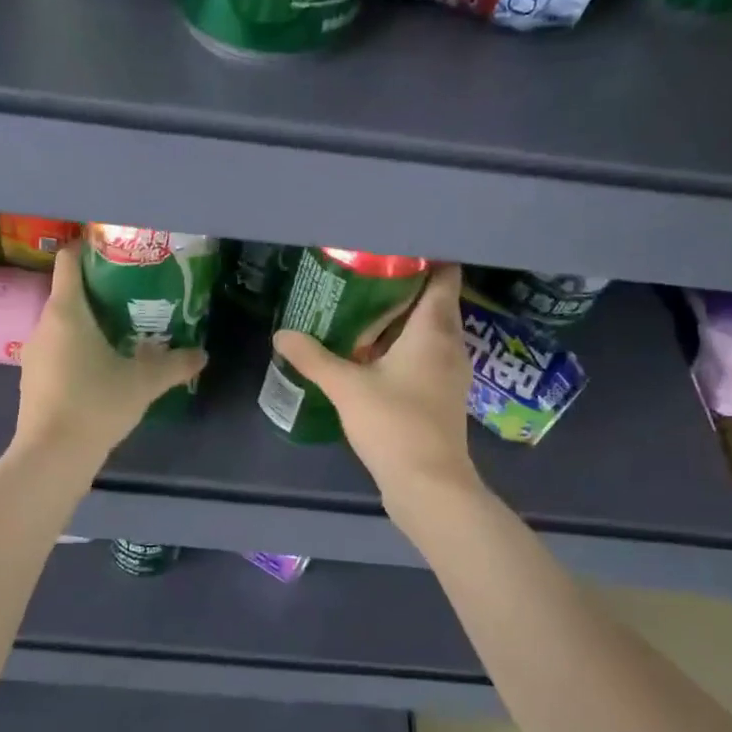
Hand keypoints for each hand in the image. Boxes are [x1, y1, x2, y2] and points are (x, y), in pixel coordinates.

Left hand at [13, 243, 206, 463]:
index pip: (68, 261)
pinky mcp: (33, 378)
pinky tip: (101, 367)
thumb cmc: (95, 404)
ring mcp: (34, 353)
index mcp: (66, 312)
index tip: (115, 251)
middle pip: (68, 293)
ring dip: (89, 323)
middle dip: (99, 291)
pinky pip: (57, 349)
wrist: (51, 456)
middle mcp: (44, 324)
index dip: (87, 249)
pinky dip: (77, 348)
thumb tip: (202, 354)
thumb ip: (175, 364)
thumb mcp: (143, 383)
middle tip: (134, 295)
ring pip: (63, 324)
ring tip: (123, 330)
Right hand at [272, 263, 477, 499]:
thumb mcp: (346, 386)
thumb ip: (313, 357)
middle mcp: (450, 344)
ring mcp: (449, 371)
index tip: (393, 246)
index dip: (426, 256)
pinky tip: (369, 353)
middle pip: (433, 301)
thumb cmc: (395, 424)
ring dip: (400, 319)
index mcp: (435, 329)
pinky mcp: (440, 394)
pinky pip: (424, 355)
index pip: (445, 276)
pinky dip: (401, 346)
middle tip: (363, 273)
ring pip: (428, 330)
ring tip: (360, 307)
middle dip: (402, 285)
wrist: (429, 484)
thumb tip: (281, 334)